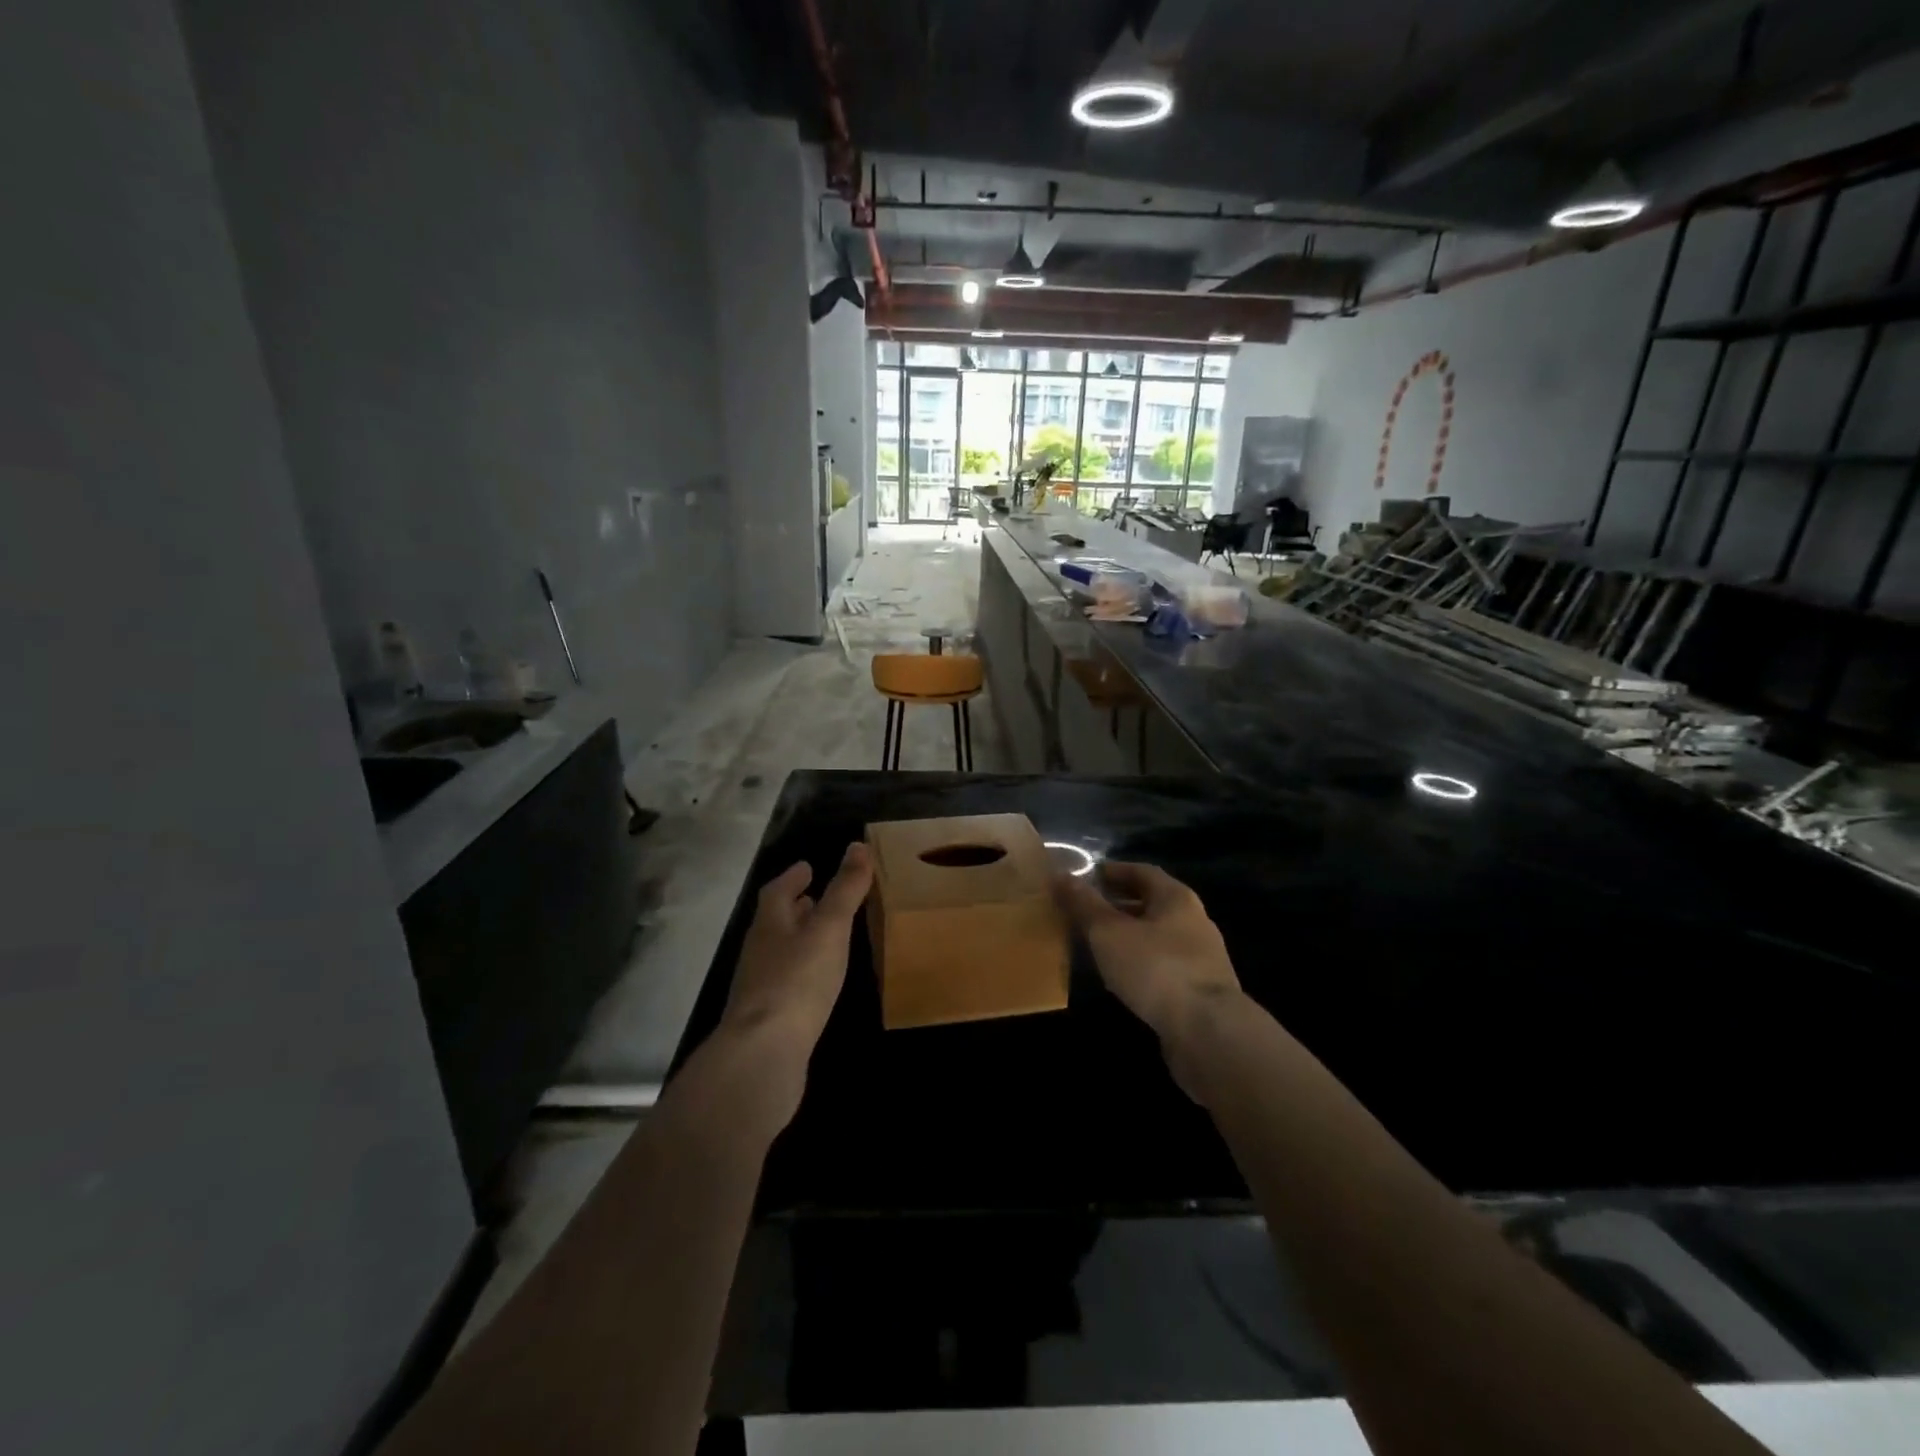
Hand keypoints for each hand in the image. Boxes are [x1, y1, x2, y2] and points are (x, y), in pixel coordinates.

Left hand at [720, 842, 873, 1085]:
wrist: (764, 1052)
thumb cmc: (798, 980)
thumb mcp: (829, 928)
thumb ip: (845, 889)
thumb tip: (858, 846)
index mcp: (770, 924)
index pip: (776, 891)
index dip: (792, 877)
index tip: (807, 867)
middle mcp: (759, 951)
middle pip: (774, 921)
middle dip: (794, 906)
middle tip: (814, 897)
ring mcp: (759, 986)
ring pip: (778, 951)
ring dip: (797, 938)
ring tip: (820, 935)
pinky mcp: (767, 1017)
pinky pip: (784, 981)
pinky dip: (800, 970)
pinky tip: (816, 981)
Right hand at [1055, 861, 1240, 1095]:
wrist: (1208, 1032)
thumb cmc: (1155, 968)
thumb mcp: (1109, 932)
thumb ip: (1084, 904)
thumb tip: (1060, 875)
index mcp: (1176, 898)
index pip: (1142, 872)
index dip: (1114, 871)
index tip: (1087, 877)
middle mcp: (1194, 921)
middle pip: (1152, 903)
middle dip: (1119, 904)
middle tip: (1086, 910)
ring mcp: (1202, 957)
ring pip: (1158, 936)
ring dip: (1129, 936)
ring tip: (1097, 944)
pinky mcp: (1201, 990)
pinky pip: (1164, 964)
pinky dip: (1141, 962)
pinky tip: (1121, 977)